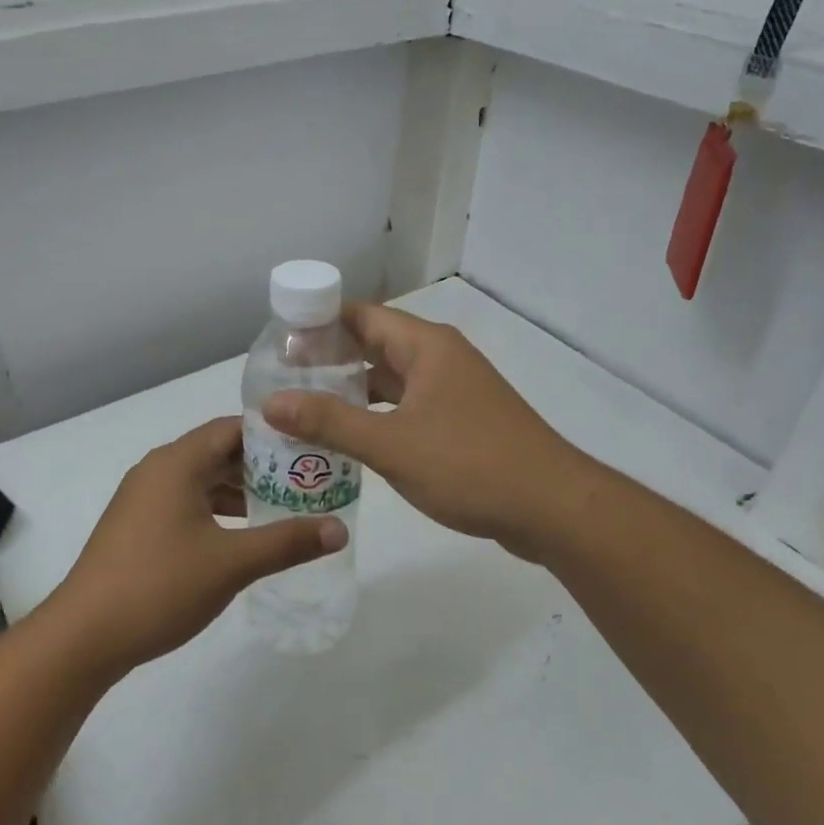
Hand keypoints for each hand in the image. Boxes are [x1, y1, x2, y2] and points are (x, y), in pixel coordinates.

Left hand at [47, 417, 346, 675]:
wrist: (84, 636)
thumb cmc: (160, 585)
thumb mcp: (232, 563)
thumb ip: (287, 542)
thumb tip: (340, 529)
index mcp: (177, 462)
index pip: (233, 428)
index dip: (273, 434)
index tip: (310, 447)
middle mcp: (158, 469)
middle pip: (218, 452)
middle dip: (262, 465)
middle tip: (307, 478)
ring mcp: (143, 498)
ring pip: (202, 480)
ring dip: (240, 490)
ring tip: (284, 506)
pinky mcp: (137, 525)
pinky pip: (186, 502)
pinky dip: (217, 510)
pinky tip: (242, 534)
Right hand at [263, 304, 590, 563]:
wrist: (552, 508)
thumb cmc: (470, 465)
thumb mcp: (391, 444)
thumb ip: (329, 422)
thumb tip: (271, 402)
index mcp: (425, 346)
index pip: (360, 315)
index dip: (318, 323)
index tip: (277, 343)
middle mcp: (440, 358)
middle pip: (373, 346)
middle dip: (329, 361)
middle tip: (281, 381)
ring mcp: (453, 390)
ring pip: (390, 380)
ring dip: (351, 392)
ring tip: (304, 410)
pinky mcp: (460, 421)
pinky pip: (407, 406)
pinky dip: (377, 416)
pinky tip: (349, 440)